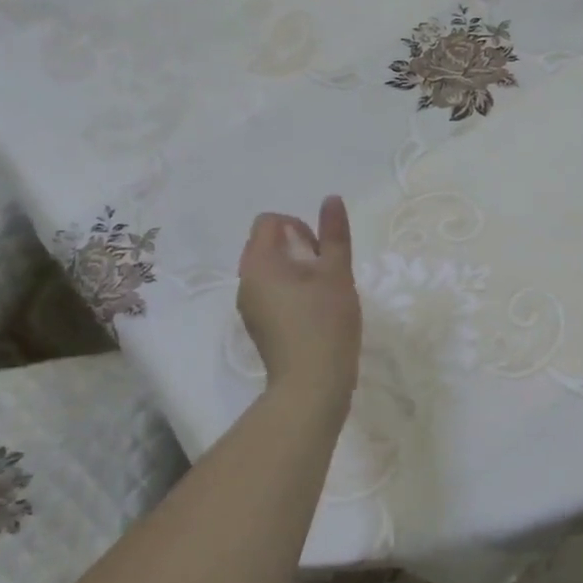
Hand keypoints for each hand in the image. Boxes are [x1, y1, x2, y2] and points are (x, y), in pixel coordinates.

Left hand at [236, 195, 360, 417]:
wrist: (312, 385)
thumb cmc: (326, 322)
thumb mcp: (337, 273)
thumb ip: (335, 234)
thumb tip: (331, 198)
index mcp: (259, 263)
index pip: (269, 222)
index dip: (299, 226)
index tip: (322, 251)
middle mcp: (245, 281)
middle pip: (266, 245)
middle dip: (298, 247)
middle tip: (326, 271)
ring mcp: (248, 307)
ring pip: (269, 271)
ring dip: (295, 271)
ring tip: (323, 293)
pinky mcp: (257, 327)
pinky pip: (269, 294)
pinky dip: (289, 293)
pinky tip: (314, 314)